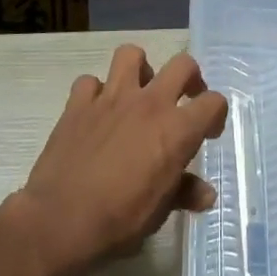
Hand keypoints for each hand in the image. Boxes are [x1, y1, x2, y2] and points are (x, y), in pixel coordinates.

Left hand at [18, 43, 227, 272]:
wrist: (61, 221)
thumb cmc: (119, 220)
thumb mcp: (159, 212)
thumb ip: (184, 193)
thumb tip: (205, 193)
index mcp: (176, 129)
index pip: (213, 102)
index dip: (215, 115)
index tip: (208, 132)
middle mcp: (149, 103)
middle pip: (182, 64)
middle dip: (189, 77)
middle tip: (183, 98)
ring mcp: (111, 98)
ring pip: (131, 54)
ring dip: (140, 69)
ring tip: (138, 91)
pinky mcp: (78, 103)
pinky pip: (89, 82)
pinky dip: (95, 92)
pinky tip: (96, 112)